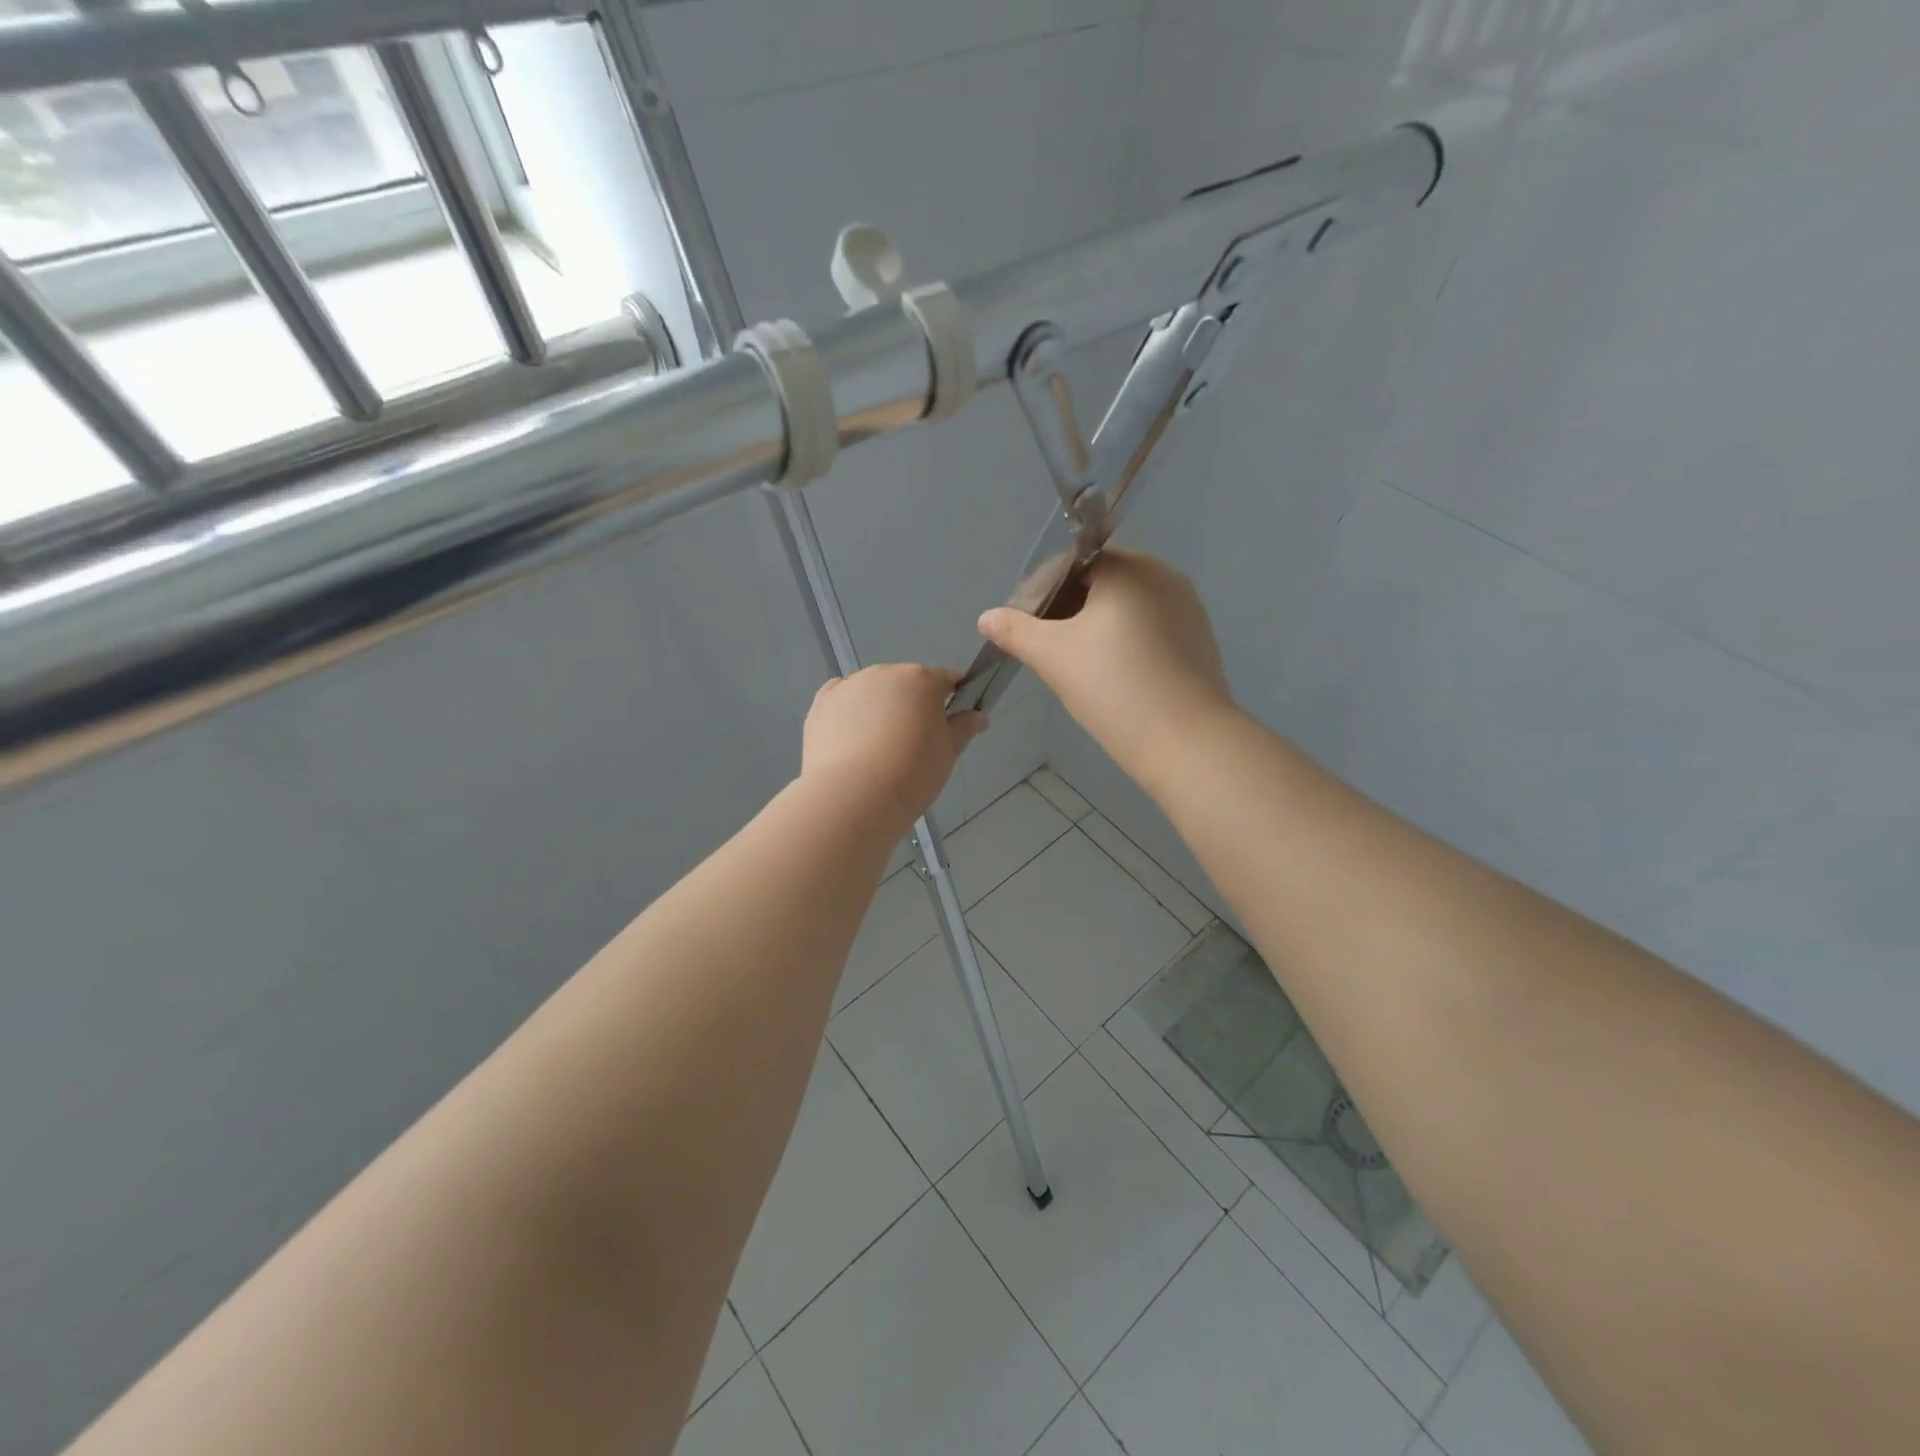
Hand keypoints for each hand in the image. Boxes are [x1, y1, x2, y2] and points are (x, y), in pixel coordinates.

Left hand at [802, 665, 986, 834]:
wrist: (852, 797)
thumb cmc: (911, 774)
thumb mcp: (947, 754)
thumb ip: (963, 728)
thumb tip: (978, 715)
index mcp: (922, 679)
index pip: (947, 680)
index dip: (954, 700)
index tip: (951, 727)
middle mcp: (884, 673)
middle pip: (907, 684)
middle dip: (914, 706)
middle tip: (914, 746)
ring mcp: (849, 685)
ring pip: (874, 692)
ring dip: (881, 709)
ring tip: (879, 751)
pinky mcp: (821, 704)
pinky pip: (843, 700)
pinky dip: (850, 713)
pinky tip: (852, 741)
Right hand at [978, 549, 1233, 778]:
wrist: (1186, 742)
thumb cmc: (1114, 688)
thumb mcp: (1053, 657)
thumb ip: (1016, 631)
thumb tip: (986, 617)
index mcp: (1129, 568)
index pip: (1073, 562)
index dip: (1041, 590)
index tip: (1023, 624)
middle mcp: (1164, 575)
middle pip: (1101, 582)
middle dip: (1067, 608)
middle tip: (1043, 646)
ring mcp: (1187, 608)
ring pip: (1126, 607)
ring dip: (1095, 626)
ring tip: (1073, 662)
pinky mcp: (1198, 639)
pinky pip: (1149, 628)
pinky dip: (1124, 642)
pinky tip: (1111, 675)